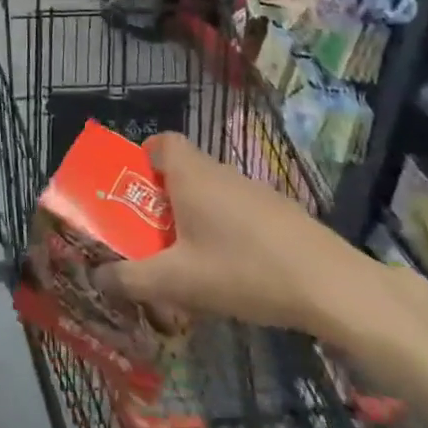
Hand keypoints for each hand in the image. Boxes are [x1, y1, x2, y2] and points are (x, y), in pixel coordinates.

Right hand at [95, 133, 380, 336]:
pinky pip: (237, 212)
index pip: (161, 141)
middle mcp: (221, 172)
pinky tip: (230, 272)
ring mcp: (254, 191)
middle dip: (161, 199)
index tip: (132, 189)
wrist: (331, 286)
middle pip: (182, 171)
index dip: (142, 157)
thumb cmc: (243, 270)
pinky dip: (225, 231)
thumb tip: (96, 278)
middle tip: (149, 234)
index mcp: (191, 174)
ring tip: (185, 259)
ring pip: (211, 193)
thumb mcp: (178, 281)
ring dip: (193, 218)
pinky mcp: (280, 213)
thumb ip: (132, 279)